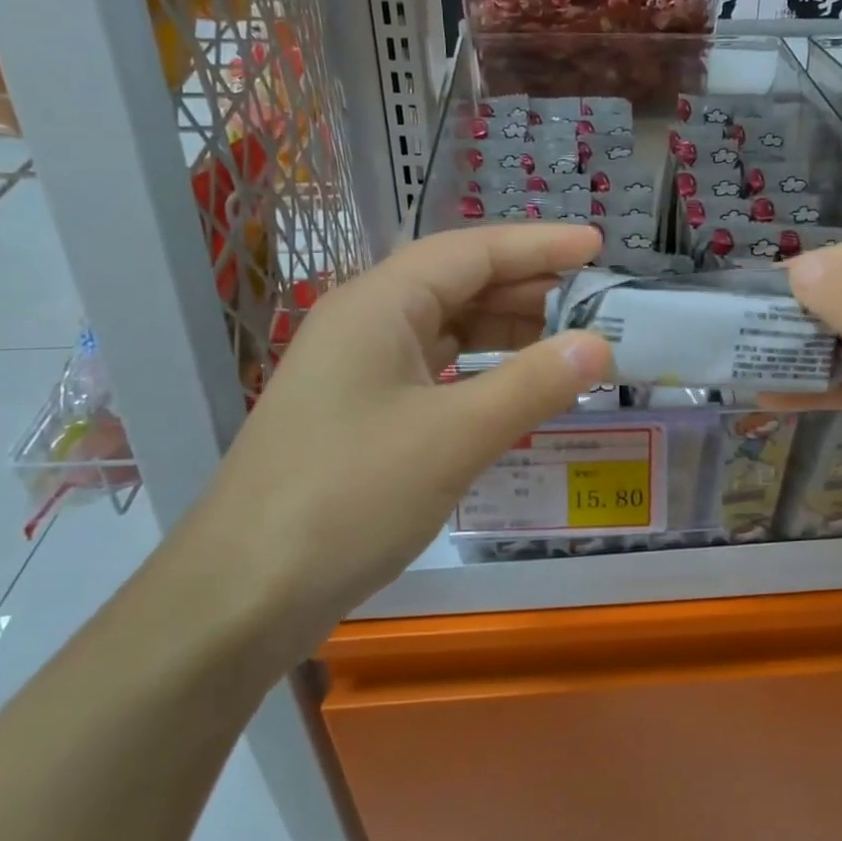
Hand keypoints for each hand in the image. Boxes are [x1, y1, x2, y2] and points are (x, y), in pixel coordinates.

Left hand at [178, 225, 612, 665]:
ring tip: (569, 342)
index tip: (597, 245)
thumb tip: (600, 345)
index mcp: (380, 304)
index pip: (472, 251)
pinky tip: (515, 389)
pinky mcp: (359, 412)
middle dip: (528, 288)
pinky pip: (433, 370)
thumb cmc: (348, 497)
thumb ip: (532, 384)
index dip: (539, 245)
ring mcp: (358, 369)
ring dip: (506, 330)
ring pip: (446, 328)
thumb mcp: (454, 437)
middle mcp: (365, 322)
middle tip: (596, 302)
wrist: (242, 595)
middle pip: (458, 283)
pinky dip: (480, 370)